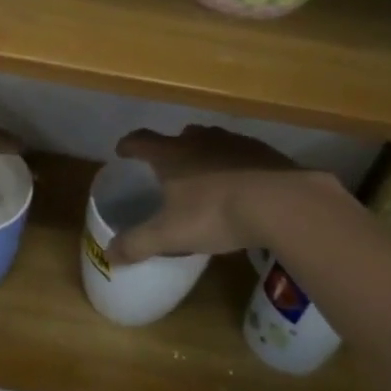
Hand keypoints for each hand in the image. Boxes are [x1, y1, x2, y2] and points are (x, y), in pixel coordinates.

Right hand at [107, 126, 310, 262]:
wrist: (281, 202)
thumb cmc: (215, 213)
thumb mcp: (170, 234)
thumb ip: (138, 243)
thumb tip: (108, 254)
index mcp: (172, 154)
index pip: (142, 141)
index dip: (129, 145)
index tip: (122, 150)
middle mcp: (201, 140)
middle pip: (181, 136)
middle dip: (171, 148)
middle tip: (168, 166)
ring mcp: (235, 143)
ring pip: (213, 140)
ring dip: (205, 153)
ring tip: (205, 173)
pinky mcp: (265, 152)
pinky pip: (243, 154)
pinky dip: (236, 164)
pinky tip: (242, 184)